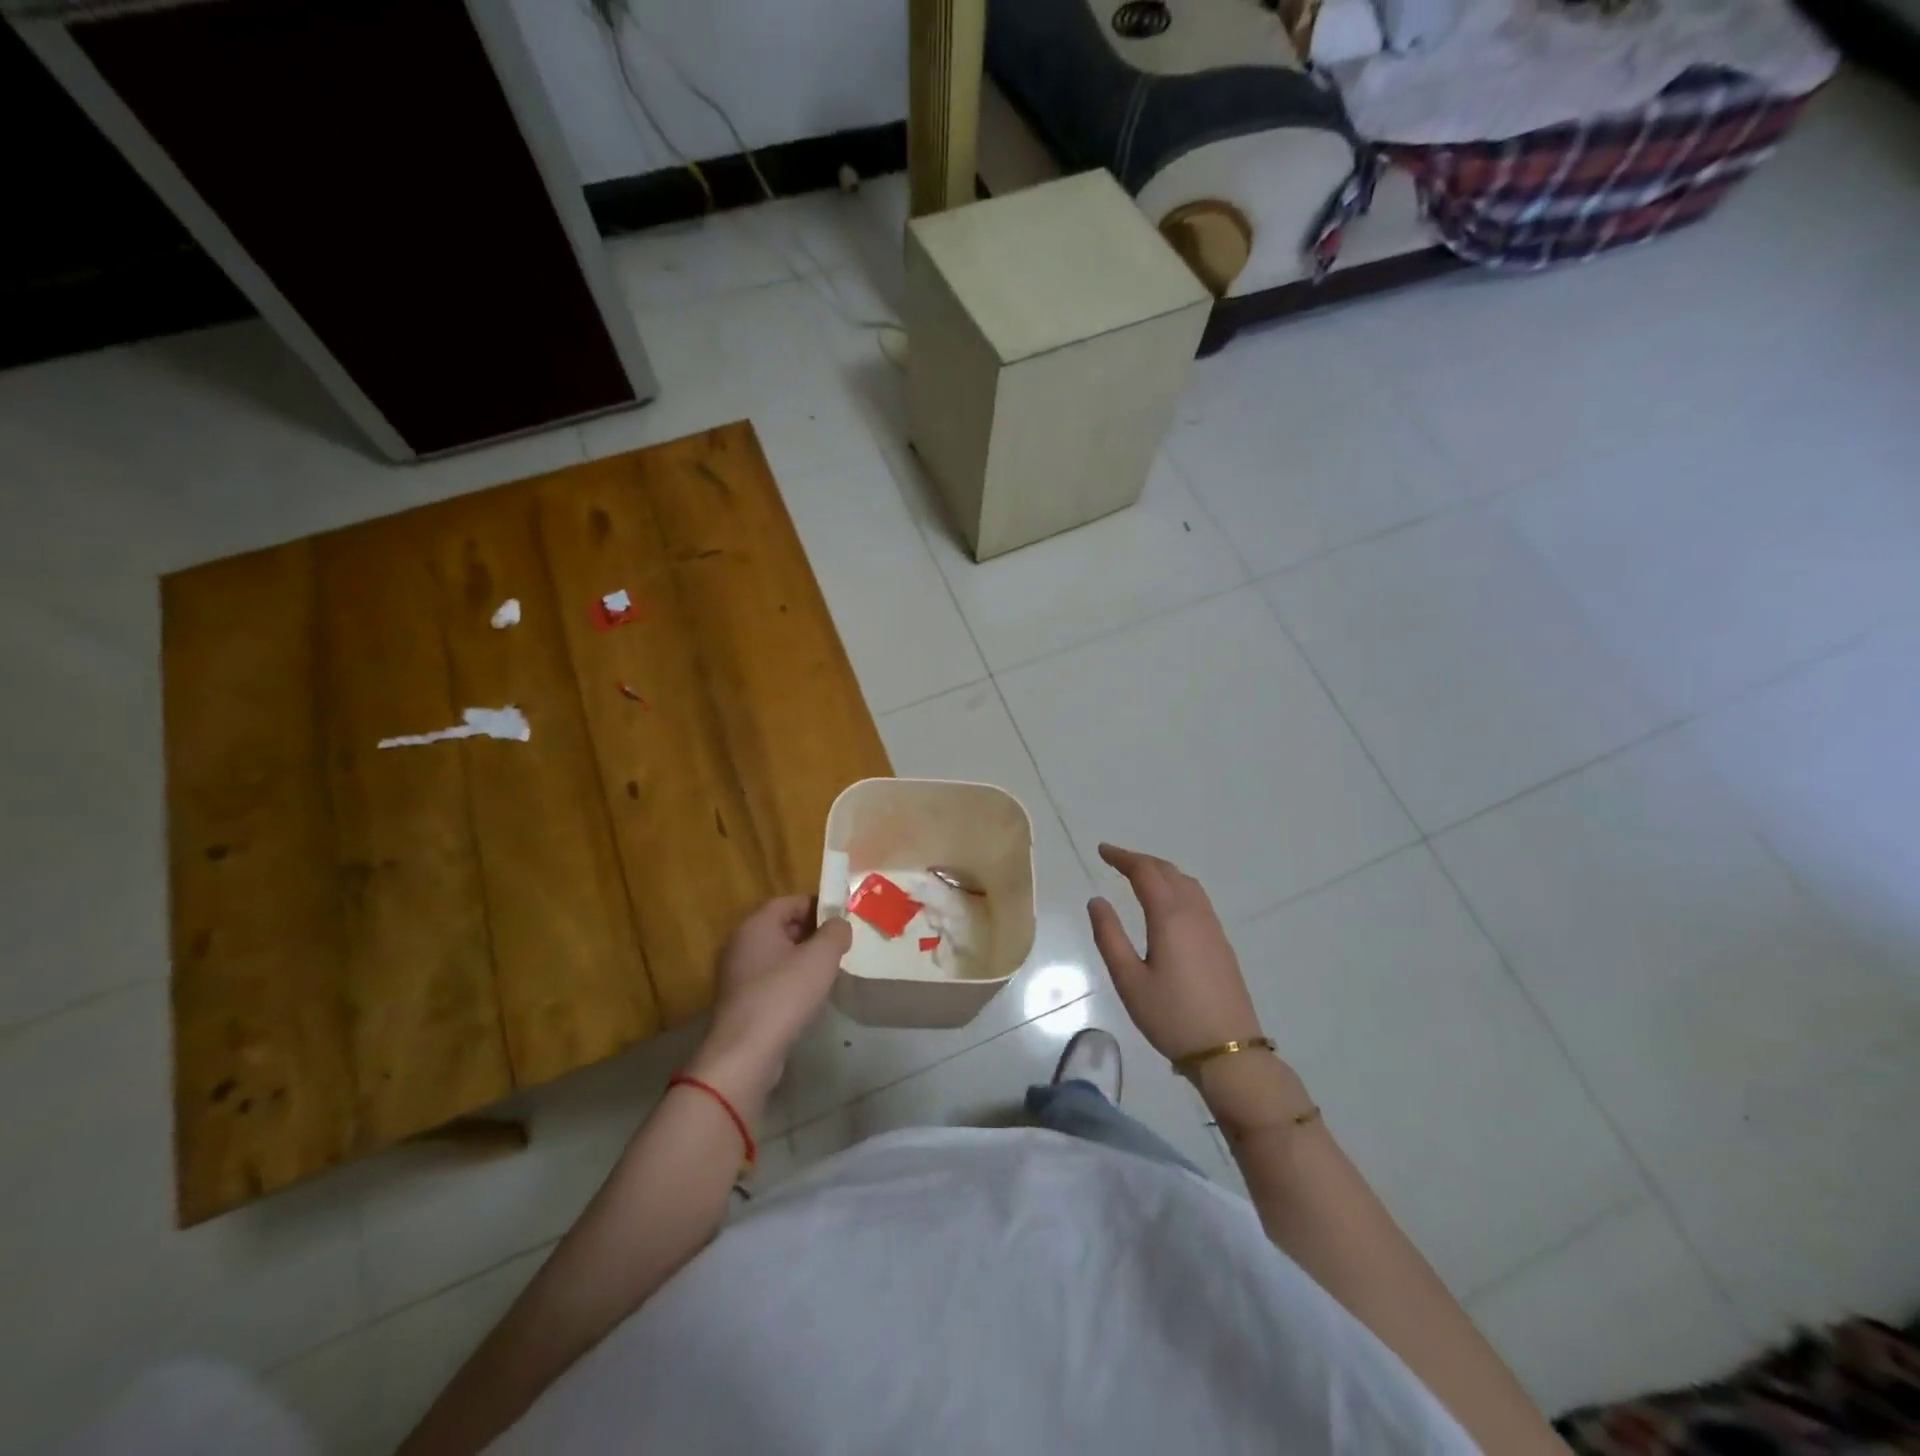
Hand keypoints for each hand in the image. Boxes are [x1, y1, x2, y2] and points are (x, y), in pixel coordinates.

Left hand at [685, 898, 851, 1121]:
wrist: (746, 1052)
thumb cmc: (784, 994)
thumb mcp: (822, 957)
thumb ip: (836, 932)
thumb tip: (839, 925)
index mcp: (756, 924)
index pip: (789, 902)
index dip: (817, 906)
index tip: (841, 921)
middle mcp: (740, 943)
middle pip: (781, 926)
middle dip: (812, 933)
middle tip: (838, 947)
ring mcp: (735, 973)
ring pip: (775, 954)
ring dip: (801, 959)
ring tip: (827, 972)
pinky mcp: (738, 1000)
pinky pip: (768, 979)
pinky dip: (788, 981)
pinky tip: (806, 997)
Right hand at [1087, 843, 1265, 1064]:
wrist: (1229, 1052)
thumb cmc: (1171, 1017)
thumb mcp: (1129, 980)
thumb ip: (1109, 936)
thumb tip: (1096, 901)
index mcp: (1169, 917)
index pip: (1145, 872)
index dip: (1122, 857)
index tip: (1102, 850)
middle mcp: (1194, 913)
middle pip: (1168, 871)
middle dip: (1140, 860)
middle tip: (1115, 860)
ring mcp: (1212, 927)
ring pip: (1187, 883)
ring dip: (1161, 871)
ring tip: (1139, 876)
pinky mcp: (1221, 943)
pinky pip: (1197, 899)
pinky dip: (1176, 886)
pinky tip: (1167, 904)